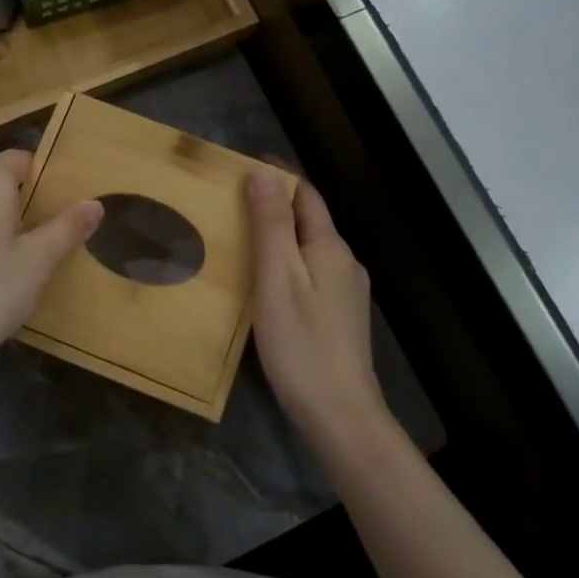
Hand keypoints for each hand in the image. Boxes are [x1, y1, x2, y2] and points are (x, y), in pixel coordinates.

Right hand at [247, 170, 386, 445]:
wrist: (340, 414)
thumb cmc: (301, 343)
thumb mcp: (278, 278)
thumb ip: (272, 224)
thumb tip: (264, 172)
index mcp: (331, 248)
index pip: (306, 194)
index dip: (278, 174)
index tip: (244, 163)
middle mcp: (345, 262)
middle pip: (310, 219)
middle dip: (275, 202)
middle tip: (231, 198)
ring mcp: (346, 291)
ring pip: (310, 247)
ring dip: (280, 233)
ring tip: (241, 233)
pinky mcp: (339, 316)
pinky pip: (311, 271)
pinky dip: (287, 260)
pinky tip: (265, 277)